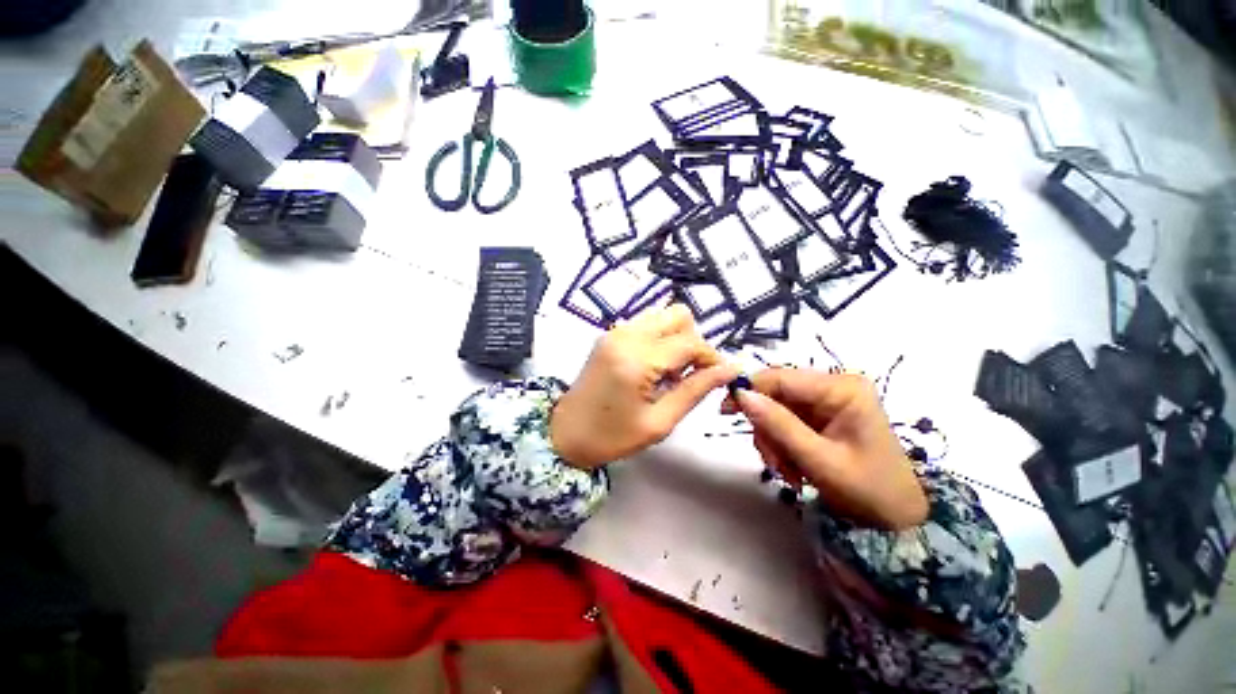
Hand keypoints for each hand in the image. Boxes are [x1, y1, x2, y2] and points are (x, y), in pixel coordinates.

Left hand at [552, 305, 738, 468]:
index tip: (718, 378)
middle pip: (679, 316)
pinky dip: (660, 339)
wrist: (564, 432)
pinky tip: (653, 366)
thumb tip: (729, 369)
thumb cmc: (611, 436)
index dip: (711, 358)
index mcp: (637, 359)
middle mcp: (626, 335)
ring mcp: (616, 331)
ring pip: (663, 316)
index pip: (690, 342)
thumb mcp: (659, 422)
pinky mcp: (610, 334)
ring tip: (669, 372)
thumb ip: (695, 391)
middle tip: (687, 374)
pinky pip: (647, 324)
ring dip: (676, 339)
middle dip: (693, 342)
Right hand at [722, 369, 927, 529]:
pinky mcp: (820, 416)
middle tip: (769, 459)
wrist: (896, 518)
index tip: (725, 410)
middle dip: (766, 426)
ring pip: (776, 409)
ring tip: (786, 471)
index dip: (750, 390)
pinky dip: (780, 444)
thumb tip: (741, 395)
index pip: (782, 378)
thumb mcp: (818, 459)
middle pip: (777, 393)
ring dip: (772, 440)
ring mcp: (826, 402)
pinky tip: (792, 467)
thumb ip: (778, 425)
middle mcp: (833, 387)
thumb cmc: (867, 489)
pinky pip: (784, 421)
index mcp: (842, 389)